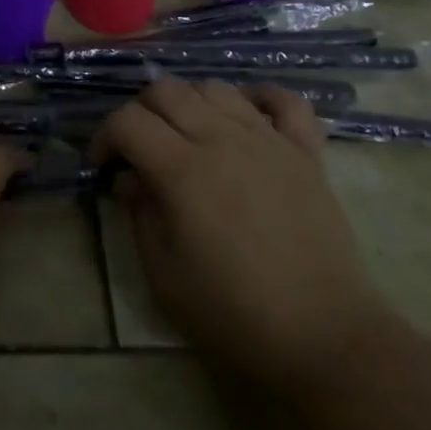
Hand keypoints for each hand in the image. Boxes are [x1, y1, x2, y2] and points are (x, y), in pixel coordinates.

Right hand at [94, 80, 390, 387]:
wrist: (326, 340)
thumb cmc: (235, 314)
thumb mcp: (164, 274)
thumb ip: (139, 214)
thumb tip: (130, 179)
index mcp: (181, 169)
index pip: (127, 121)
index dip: (105, 136)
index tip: (104, 166)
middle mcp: (221, 139)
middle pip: (166, 91)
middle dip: (141, 111)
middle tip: (140, 148)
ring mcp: (267, 140)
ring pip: (215, 88)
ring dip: (190, 102)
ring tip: (189, 135)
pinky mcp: (305, 153)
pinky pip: (285, 101)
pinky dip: (260, 97)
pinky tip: (247, 114)